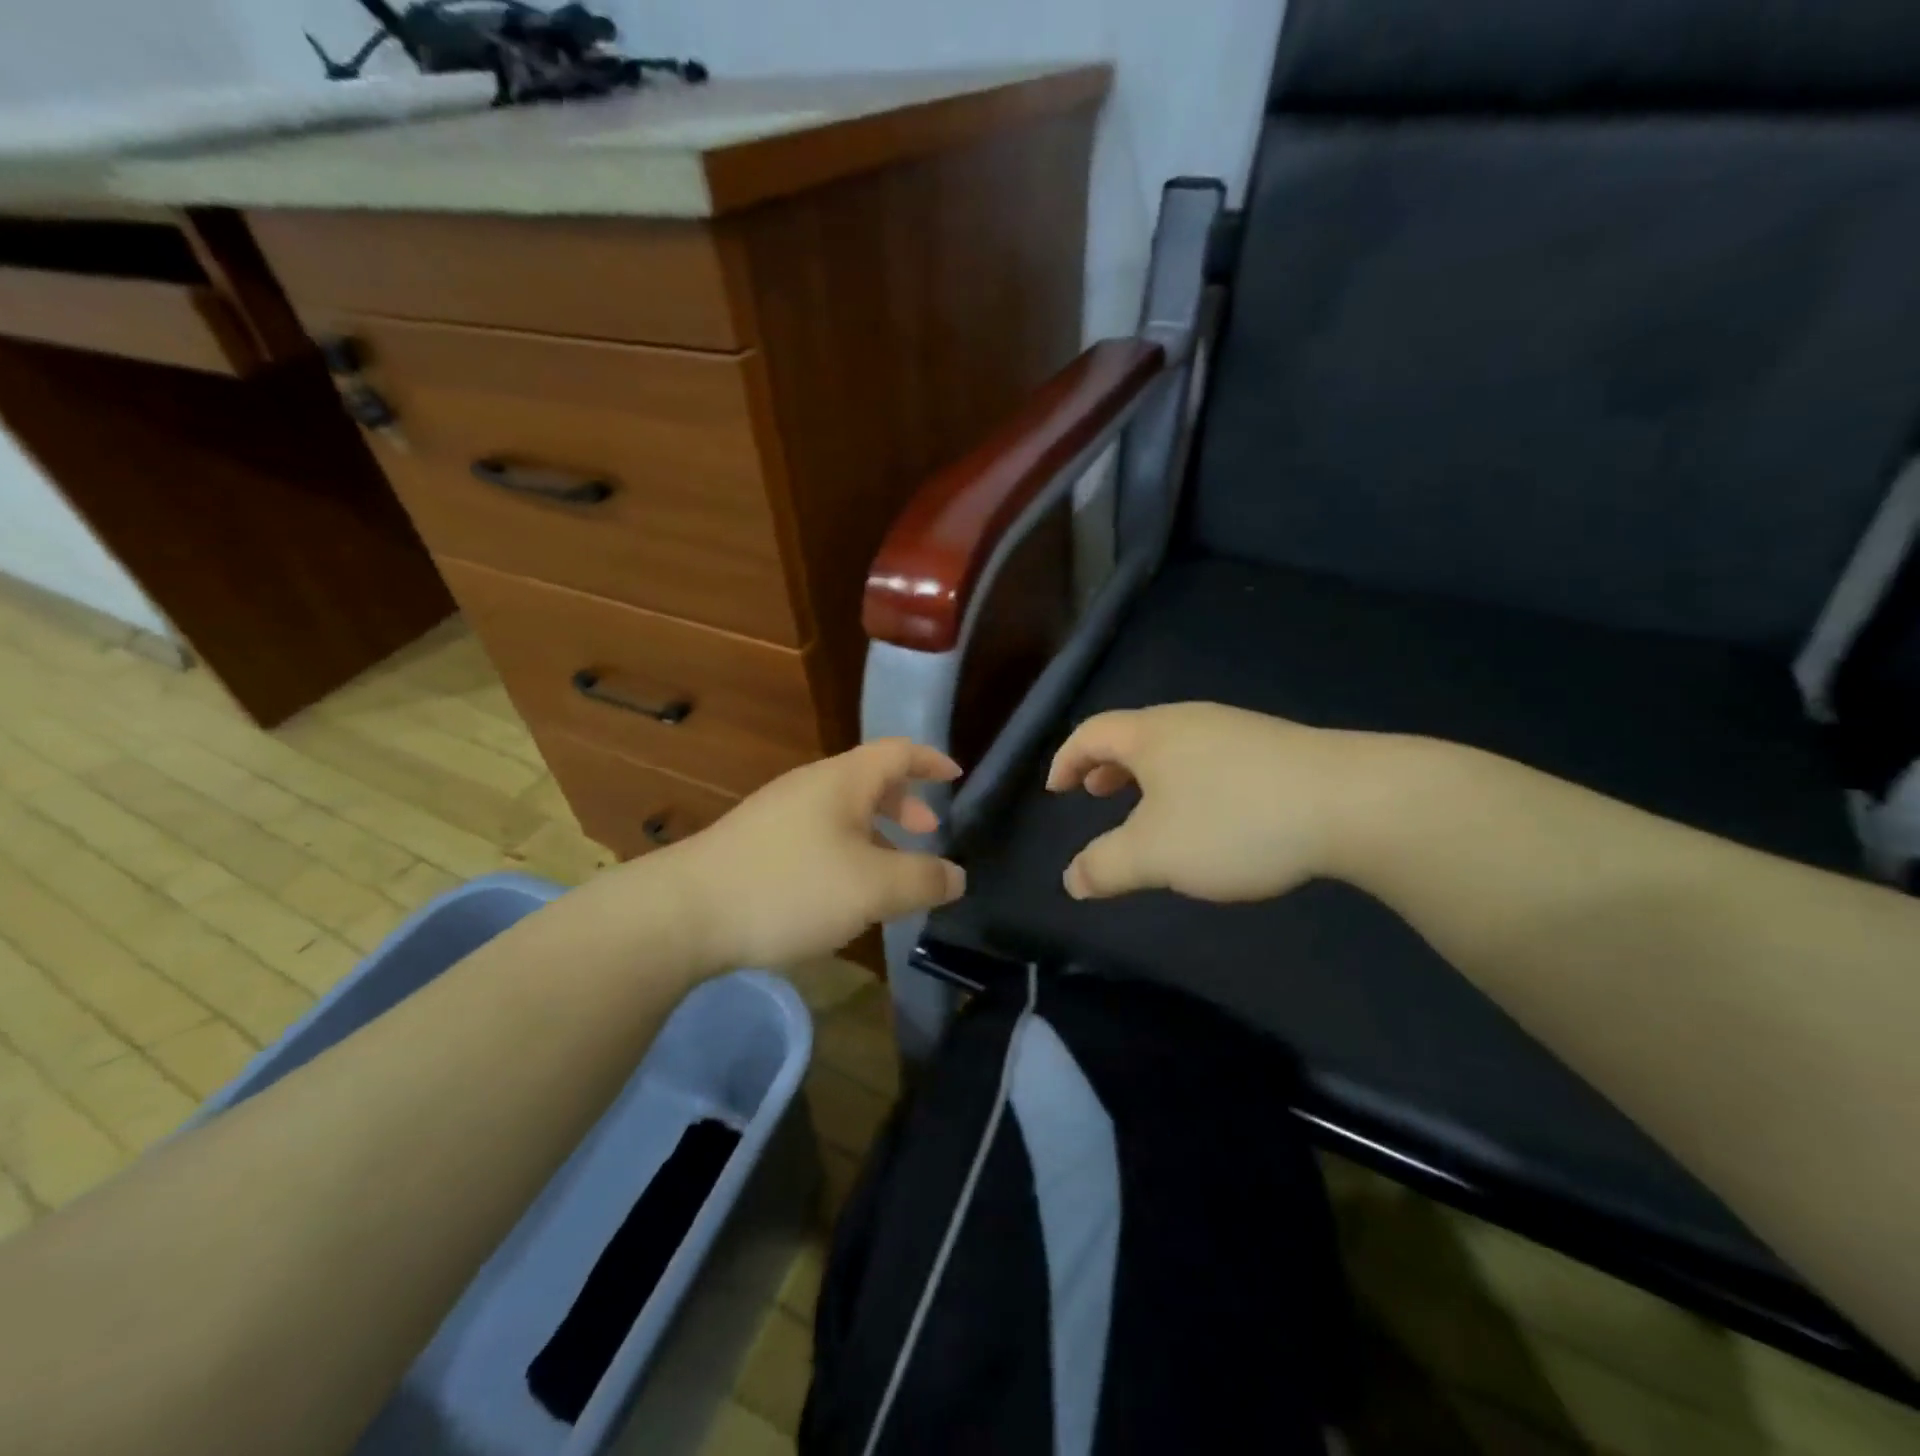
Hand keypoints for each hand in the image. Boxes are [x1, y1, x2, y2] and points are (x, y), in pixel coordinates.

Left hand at [659, 739, 964, 967]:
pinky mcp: (755, 843)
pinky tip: (841, 891)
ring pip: (842, 811)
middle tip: (927, 832)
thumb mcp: (872, 888)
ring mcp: (777, 813)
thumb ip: (922, 880)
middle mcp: (810, 786)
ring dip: (874, 833)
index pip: (898, 752)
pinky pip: (817, 834)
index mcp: (843, 781)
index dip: (931, 760)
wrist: (684, 912)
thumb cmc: (790, 887)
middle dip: (904, 804)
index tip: (955, 775)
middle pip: (869, 780)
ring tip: (889, 871)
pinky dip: (845, 851)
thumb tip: (956, 876)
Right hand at [1047, 703, 1356, 902]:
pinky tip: (1211, 814)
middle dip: (1107, 766)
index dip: (1065, 759)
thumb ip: (1105, 866)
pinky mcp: (1275, 748)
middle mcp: (1190, 721)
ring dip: (1149, 775)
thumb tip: (1071, 880)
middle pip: (1133, 734)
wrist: (1351, 802)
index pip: (1092, 734)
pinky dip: (1188, 780)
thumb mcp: (1155, 854)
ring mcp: (1237, 729)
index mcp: (1152, 735)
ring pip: (1175, 746)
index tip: (1056, 789)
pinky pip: (1211, 757)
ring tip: (1150, 809)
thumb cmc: (1233, 821)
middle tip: (1095, 794)